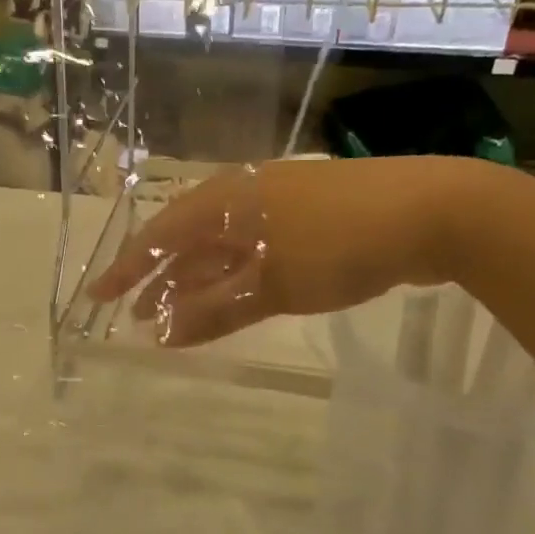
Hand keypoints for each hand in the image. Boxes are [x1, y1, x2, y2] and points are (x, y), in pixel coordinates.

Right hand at [88, 157, 489, 345]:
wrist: (435, 212)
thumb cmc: (341, 244)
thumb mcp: (274, 285)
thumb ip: (216, 311)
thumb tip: (162, 336)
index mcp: (226, 201)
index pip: (159, 236)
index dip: (127, 269)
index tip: (99, 298)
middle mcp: (243, 197)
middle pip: (186, 240)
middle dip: (159, 279)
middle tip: (135, 315)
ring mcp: (277, 206)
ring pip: (220, 246)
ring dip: (195, 280)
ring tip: (172, 315)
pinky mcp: (306, 220)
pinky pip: (251, 250)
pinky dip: (232, 277)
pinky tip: (228, 299)